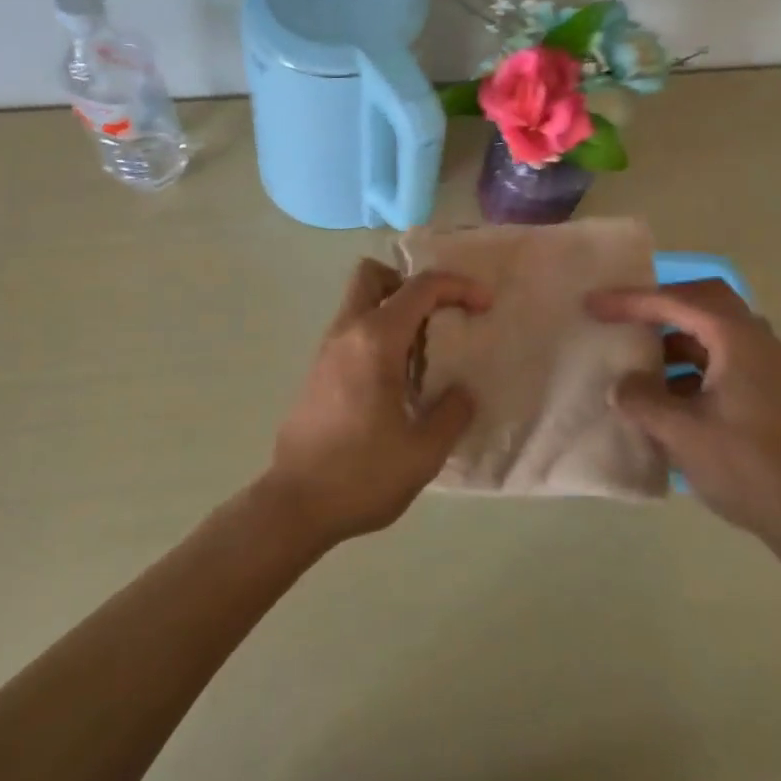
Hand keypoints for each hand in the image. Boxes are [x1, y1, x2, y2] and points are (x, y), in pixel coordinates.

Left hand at [264, 259, 489, 545]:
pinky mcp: (317, 373)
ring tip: (423, 358)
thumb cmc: (363, 475)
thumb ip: (452, 412)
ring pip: (359, 304)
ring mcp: (326, 351)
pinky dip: (378, 337)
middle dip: (410, 284)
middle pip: (373, 275)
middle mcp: (347, 333)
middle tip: (438, 318)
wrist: (295, 505)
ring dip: (393, 313)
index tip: (485, 306)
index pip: (421, 288)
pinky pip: (352, 333)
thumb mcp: (424, 451)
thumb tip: (460, 392)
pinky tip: (396, 382)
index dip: (460, 287)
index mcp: (376, 340)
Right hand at [587, 281, 780, 549]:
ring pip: (714, 331)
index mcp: (738, 340)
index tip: (594, 305)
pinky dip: (690, 364)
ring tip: (638, 358)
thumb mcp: (682, 433)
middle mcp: (757, 342)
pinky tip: (667, 393)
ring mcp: (767, 368)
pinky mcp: (768, 393)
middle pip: (704, 301)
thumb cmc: (748, 468)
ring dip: (675, 337)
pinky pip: (722, 359)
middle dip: (660, 304)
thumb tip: (622, 385)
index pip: (678, 301)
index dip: (632, 300)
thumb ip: (642, 400)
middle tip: (624, 315)